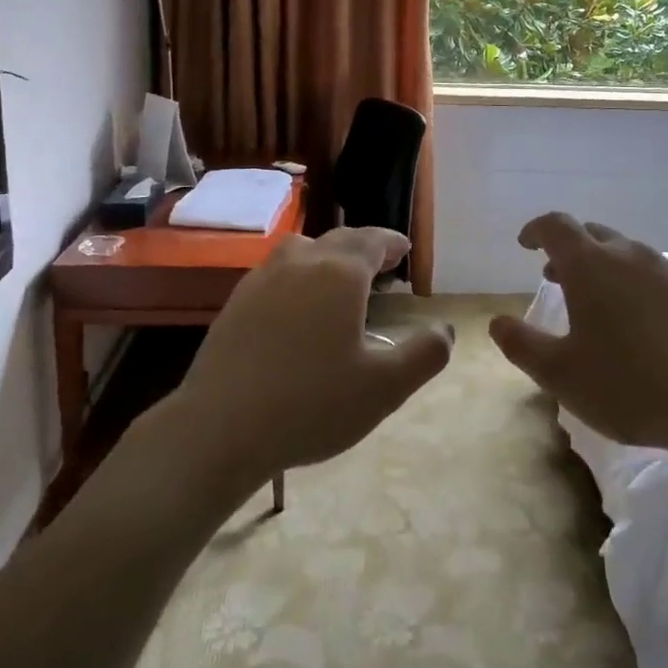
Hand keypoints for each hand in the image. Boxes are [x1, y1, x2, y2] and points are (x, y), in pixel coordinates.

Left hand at [168, 226, 452, 491]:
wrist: (220, 428)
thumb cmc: (312, 404)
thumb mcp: (385, 387)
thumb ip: (425, 355)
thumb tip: (446, 330)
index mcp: (339, 274)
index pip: (372, 241)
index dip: (391, 242)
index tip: (404, 250)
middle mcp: (300, 264)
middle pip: (337, 239)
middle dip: (363, 246)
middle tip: (381, 263)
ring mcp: (262, 280)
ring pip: (301, 249)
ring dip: (326, 255)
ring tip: (338, 279)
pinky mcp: (235, 303)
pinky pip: (275, 273)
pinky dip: (297, 275)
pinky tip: (296, 307)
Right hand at [487, 213, 667, 457]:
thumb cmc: (628, 384)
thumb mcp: (561, 374)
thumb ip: (522, 346)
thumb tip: (497, 323)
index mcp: (590, 266)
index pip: (556, 226)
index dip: (536, 230)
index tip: (525, 244)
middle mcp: (629, 256)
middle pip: (592, 235)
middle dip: (569, 250)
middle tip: (555, 276)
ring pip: (626, 254)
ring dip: (603, 268)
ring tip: (596, 303)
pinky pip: (653, 275)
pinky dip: (634, 285)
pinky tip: (639, 323)